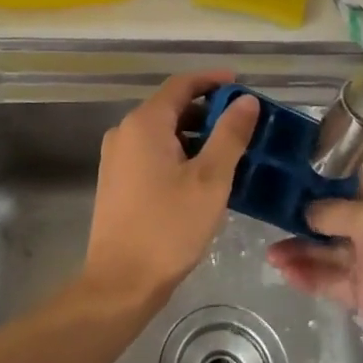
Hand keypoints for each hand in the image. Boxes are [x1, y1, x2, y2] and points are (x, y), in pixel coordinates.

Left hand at [82, 71, 259, 311]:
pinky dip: (179, 154)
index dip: (212, 80)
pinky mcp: (117, 180)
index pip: (181, 84)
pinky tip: (203, 176)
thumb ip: (230, 135)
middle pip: (171, 107)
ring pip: (163, 132)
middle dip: (208, 111)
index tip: (241, 84)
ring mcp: (117, 157)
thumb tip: (245, 100)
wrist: (120, 282)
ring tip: (231, 152)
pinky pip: (152, 153)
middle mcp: (125, 131)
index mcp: (145, 123)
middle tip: (244, 125)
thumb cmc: (169, 227)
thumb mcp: (210, 180)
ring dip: (195, 135)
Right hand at [266, 172, 362, 362]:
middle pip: (336, 216)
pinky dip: (310, 275)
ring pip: (331, 250)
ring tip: (269, 253)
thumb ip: (334, 211)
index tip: (286, 178)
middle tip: (268, 216)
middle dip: (303, 218)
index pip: (352, 181)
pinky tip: (285, 272)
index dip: (320, 180)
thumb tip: (306, 210)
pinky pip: (333, 279)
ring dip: (301, 250)